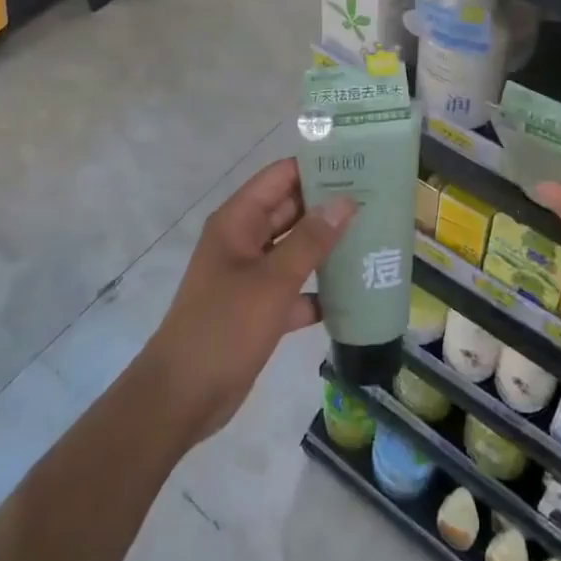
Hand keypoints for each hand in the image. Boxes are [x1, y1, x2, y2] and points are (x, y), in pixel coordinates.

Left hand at [142, 158, 354, 446]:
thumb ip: (310, 240)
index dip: (317, 167)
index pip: (280, 177)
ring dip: (328, 246)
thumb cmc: (224, 328)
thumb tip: (345, 200)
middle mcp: (244, 240)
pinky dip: (320, 289)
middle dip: (329, 205)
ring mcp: (251, 275)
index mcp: (238, 221)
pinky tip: (356, 292)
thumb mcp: (272, 281)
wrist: (182, 397)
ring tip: (375, 237)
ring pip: (296, 249)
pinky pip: (295, 287)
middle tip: (378, 199)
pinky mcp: (259, 308)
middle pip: (291, 210)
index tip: (359, 163)